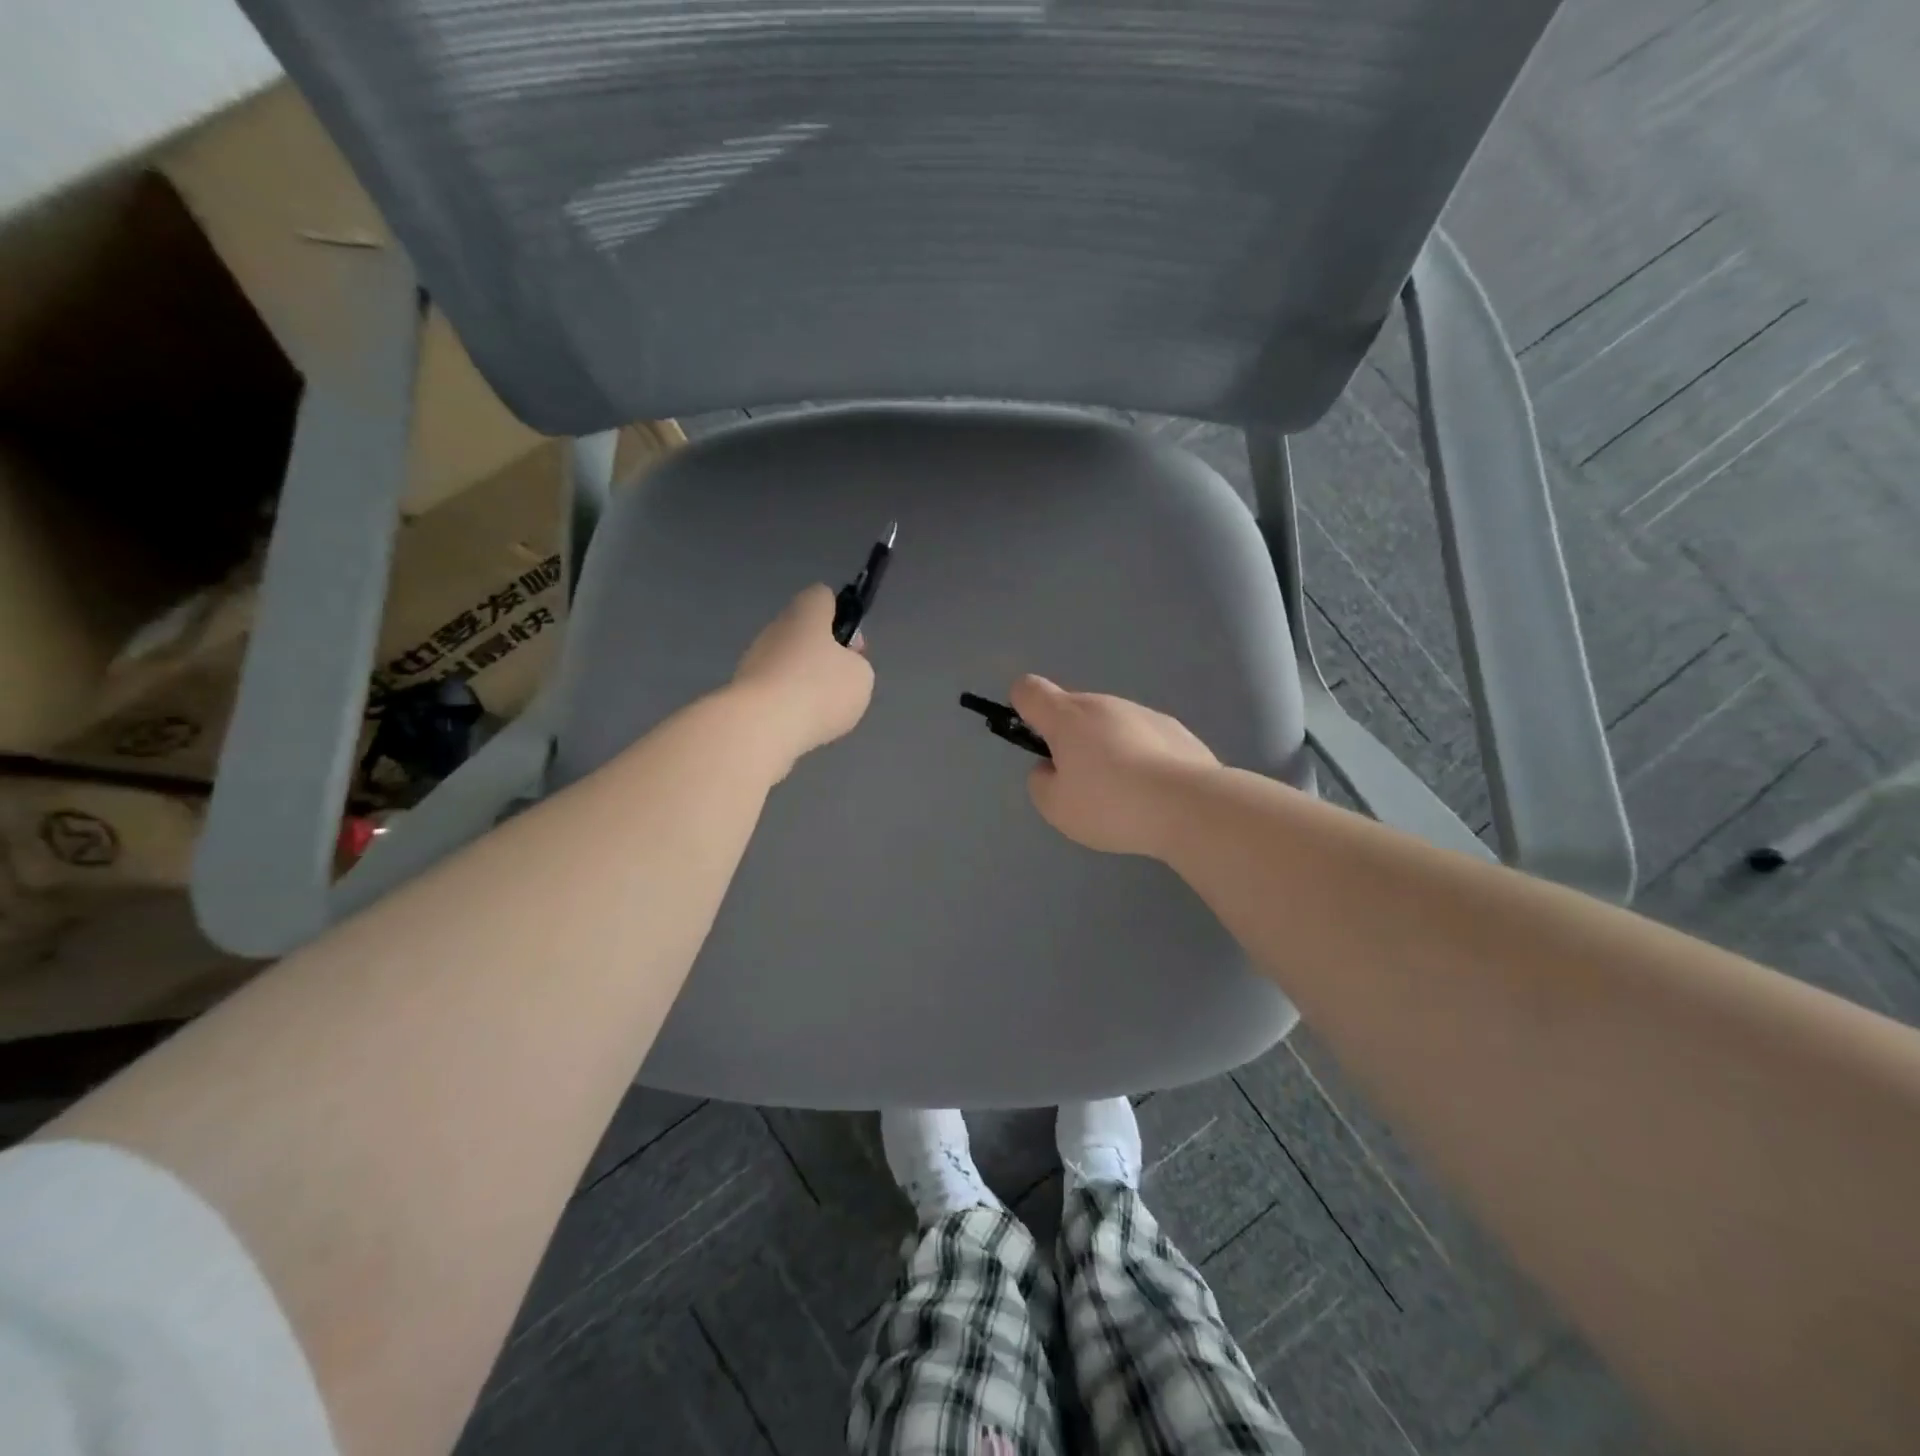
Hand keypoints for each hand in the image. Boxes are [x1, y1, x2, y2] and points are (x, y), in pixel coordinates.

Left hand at [732, 586, 874, 775]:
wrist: (761, 726)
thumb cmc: (819, 689)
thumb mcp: (861, 676)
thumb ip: (857, 664)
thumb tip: (841, 666)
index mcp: (806, 613)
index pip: (823, 596)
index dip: (840, 615)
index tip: (850, 646)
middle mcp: (777, 627)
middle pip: (805, 632)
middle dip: (823, 655)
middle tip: (840, 684)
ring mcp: (755, 658)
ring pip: (789, 663)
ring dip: (804, 682)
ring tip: (821, 711)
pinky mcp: (744, 689)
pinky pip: (775, 689)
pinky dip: (788, 704)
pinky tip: (799, 724)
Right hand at [1009, 675, 1217, 856]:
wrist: (1190, 806)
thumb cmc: (1111, 804)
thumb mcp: (1056, 806)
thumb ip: (1041, 782)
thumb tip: (1051, 767)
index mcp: (1067, 717)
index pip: (1029, 690)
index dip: (1021, 708)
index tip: (1033, 740)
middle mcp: (1104, 704)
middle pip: (1073, 711)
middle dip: (1069, 739)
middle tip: (1081, 784)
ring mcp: (1143, 713)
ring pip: (1110, 725)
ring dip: (1107, 749)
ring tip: (1123, 795)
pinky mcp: (1175, 730)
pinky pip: (1143, 739)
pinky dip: (1140, 758)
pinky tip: (1153, 793)